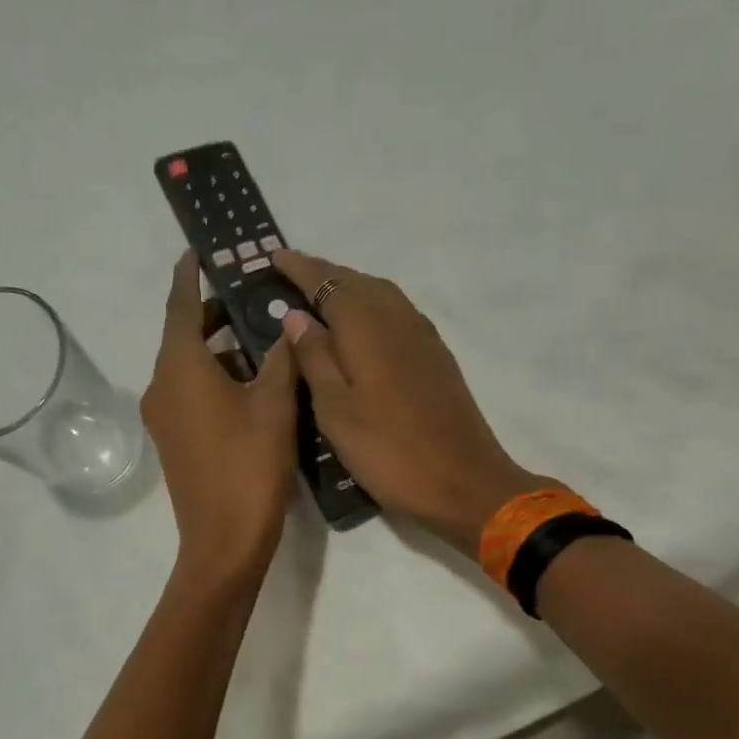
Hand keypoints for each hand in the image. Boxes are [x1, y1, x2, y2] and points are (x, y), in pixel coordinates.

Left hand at [142, 251, 301, 577]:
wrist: (223, 541)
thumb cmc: (249, 465)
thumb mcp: (274, 404)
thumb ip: (280, 358)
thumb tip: (285, 328)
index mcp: (180, 367)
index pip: (181, 306)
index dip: (189, 276)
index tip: (197, 251)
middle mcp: (162, 385)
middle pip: (185, 335)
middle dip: (215, 313)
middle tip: (253, 296)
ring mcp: (164, 416)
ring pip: (190, 365)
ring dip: (220, 348)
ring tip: (263, 337)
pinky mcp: (174, 439)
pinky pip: (191, 391)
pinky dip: (216, 377)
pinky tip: (253, 381)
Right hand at [271, 251, 555, 558]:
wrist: (464, 482)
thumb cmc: (388, 451)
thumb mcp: (336, 410)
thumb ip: (314, 358)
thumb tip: (295, 315)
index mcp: (367, 327)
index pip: (328, 283)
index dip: (300, 268)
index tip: (274, 256)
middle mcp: (398, 319)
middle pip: (357, 282)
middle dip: (323, 274)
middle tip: (290, 276)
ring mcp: (422, 336)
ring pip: (380, 295)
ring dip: (349, 288)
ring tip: (319, 299)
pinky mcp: (436, 356)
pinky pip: (396, 313)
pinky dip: (370, 308)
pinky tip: (359, 329)